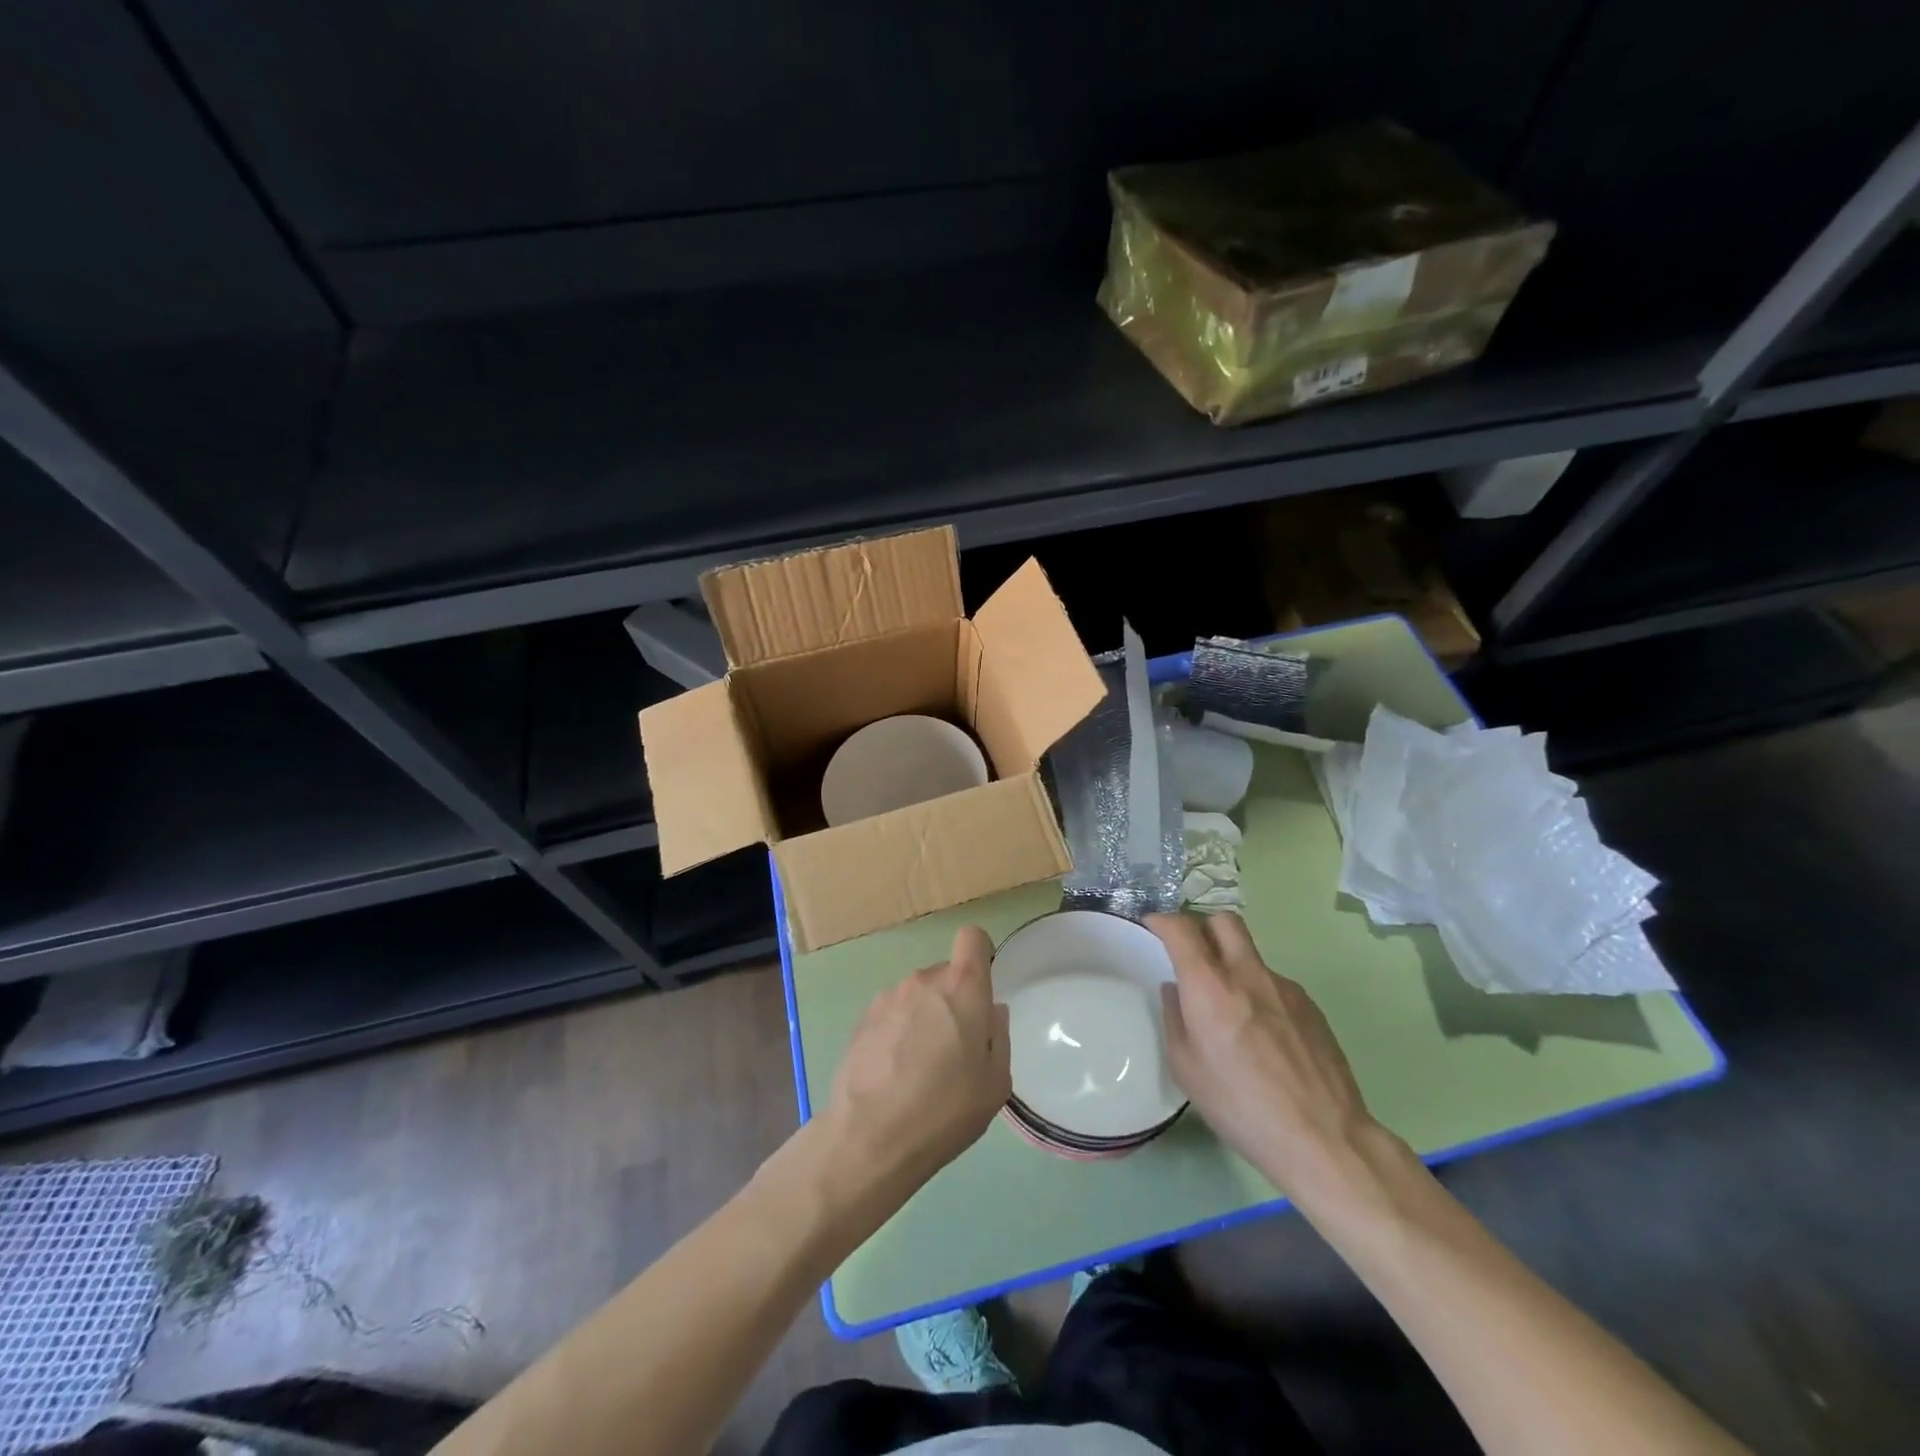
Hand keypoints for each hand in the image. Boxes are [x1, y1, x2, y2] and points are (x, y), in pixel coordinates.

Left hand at [821, 926, 1009, 1208]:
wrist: (869, 1138)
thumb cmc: (945, 1110)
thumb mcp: (995, 1084)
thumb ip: (998, 1036)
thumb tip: (990, 1012)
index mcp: (962, 987)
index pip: (972, 937)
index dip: (980, 954)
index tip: (982, 987)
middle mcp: (923, 980)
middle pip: (946, 974)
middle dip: (954, 1000)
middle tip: (956, 1048)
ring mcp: (889, 996)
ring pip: (918, 995)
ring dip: (925, 1016)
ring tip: (921, 1066)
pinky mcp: (863, 1018)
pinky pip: (894, 1012)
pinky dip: (899, 1030)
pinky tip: (895, 1071)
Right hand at [1148, 911, 1390, 1207]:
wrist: (1324, 1138)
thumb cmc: (1241, 1108)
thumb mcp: (1186, 1069)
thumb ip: (1175, 1019)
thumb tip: (1176, 990)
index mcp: (1210, 988)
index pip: (1182, 929)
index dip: (1162, 919)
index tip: (1153, 926)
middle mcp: (1247, 974)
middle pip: (1223, 920)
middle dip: (1202, 925)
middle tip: (1191, 951)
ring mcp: (1284, 987)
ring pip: (1250, 954)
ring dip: (1232, 964)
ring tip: (1230, 1009)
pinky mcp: (1310, 1005)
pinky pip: (1273, 983)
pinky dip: (1258, 993)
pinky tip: (1262, 1035)